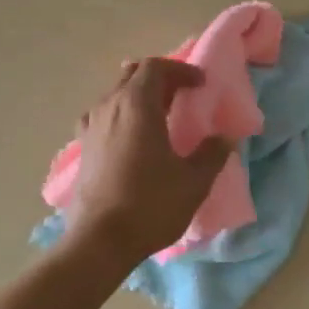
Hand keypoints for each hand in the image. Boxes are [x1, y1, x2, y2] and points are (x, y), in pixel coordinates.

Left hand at [69, 58, 233, 260]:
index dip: (181, 70)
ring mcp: (91, 127)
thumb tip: (226, 138)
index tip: (201, 84)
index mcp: (137, 105)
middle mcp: (109, 107)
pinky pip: (102, 117)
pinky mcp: (82, 149)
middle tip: (182, 95)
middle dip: (160, 79)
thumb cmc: (150, 204)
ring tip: (160, 115)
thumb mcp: (194, 181)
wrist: (99, 242)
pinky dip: (121, 116)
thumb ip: (212, 153)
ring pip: (115, 94)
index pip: (156, 67)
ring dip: (139, 96)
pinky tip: (130, 137)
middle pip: (132, 75)